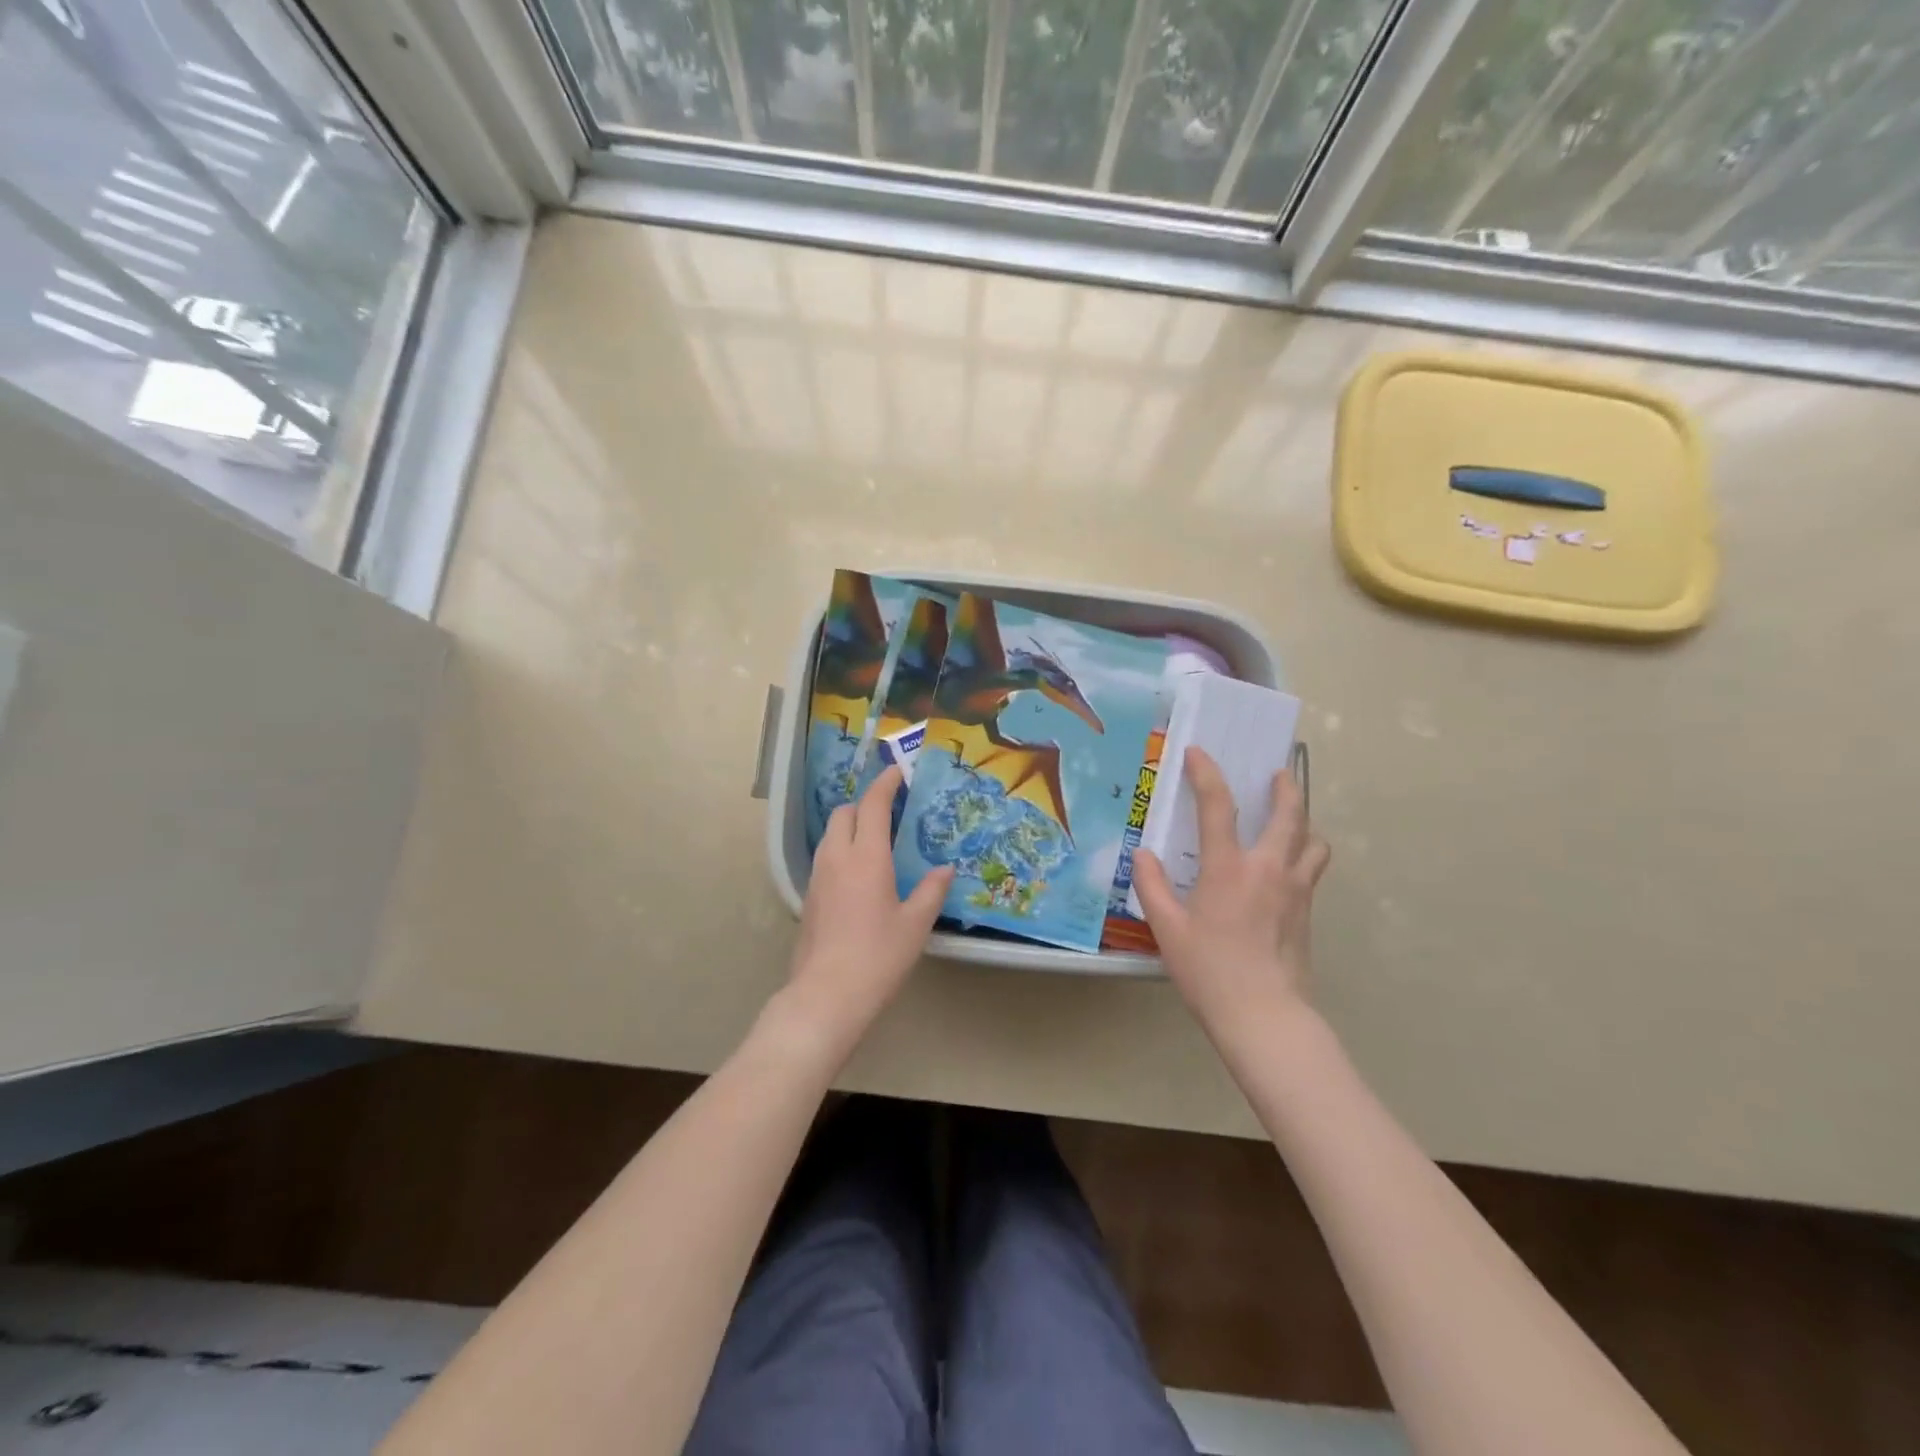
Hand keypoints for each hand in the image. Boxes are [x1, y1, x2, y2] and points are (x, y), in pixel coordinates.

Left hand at [778, 765, 952, 1063]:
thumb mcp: (915, 924)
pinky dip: (841, 850)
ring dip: (850, 826)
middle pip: (844, 813)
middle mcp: (837, 858)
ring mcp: (817, 877)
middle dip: (865, 804)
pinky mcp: (808, 897)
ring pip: (830, 835)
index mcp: (866, 857)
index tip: (897, 772)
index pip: (872, 806)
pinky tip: (858, 873)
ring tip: (875, 840)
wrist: (826, 995)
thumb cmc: (878, 957)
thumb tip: (945, 868)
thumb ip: (931, 890)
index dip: (884, 784)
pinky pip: (824, 857)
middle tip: (889, 811)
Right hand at [1134, 747, 1329, 1037]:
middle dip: (1285, 787)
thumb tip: (1143, 854)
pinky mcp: (1308, 912)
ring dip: (1303, 823)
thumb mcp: (1167, 928)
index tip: (1198, 753)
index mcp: (1229, 868)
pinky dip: (1304, 854)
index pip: (1219, 806)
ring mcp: (1295, 890)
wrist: (1264, 1016)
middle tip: (1278, 772)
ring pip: (1313, 842)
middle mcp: (1269, 869)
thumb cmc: (1209, 971)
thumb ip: (1152, 886)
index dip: (1206, 773)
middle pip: (1290, 814)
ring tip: (1289, 822)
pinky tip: (1285, 868)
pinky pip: (1311, 869)